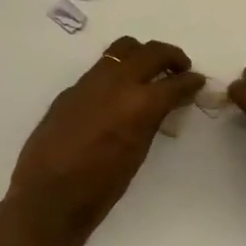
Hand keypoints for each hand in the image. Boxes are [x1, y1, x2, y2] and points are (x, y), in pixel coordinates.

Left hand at [8, 36, 204, 235]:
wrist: (49, 196)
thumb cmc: (101, 187)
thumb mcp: (138, 153)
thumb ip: (152, 120)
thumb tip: (164, 103)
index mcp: (139, 104)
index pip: (175, 82)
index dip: (191, 81)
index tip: (197, 82)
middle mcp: (116, 83)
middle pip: (151, 52)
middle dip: (171, 57)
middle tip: (180, 68)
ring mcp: (90, 82)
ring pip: (122, 49)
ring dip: (142, 55)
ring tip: (149, 72)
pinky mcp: (71, 89)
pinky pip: (100, 69)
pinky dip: (117, 72)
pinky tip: (117, 94)